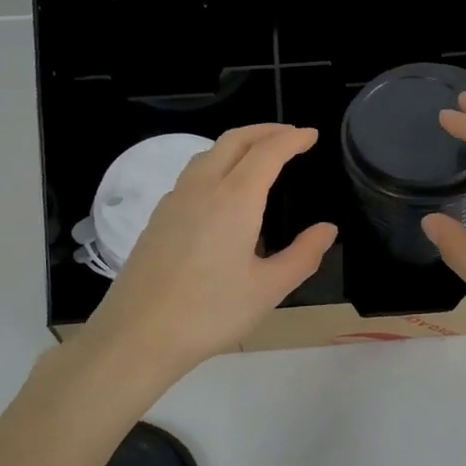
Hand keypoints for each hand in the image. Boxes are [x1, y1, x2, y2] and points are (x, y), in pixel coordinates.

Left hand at [78, 124, 336, 380]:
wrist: (138, 335)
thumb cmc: (210, 313)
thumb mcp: (268, 289)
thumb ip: (303, 255)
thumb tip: (327, 229)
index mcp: (234, 199)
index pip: (267, 152)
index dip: (291, 139)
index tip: (311, 135)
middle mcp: (203, 188)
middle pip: (234, 141)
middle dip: (265, 131)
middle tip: (290, 135)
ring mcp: (175, 201)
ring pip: (208, 154)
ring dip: (238, 145)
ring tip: (259, 156)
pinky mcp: (158, 218)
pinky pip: (192, 175)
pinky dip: (217, 165)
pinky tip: (223, 191)